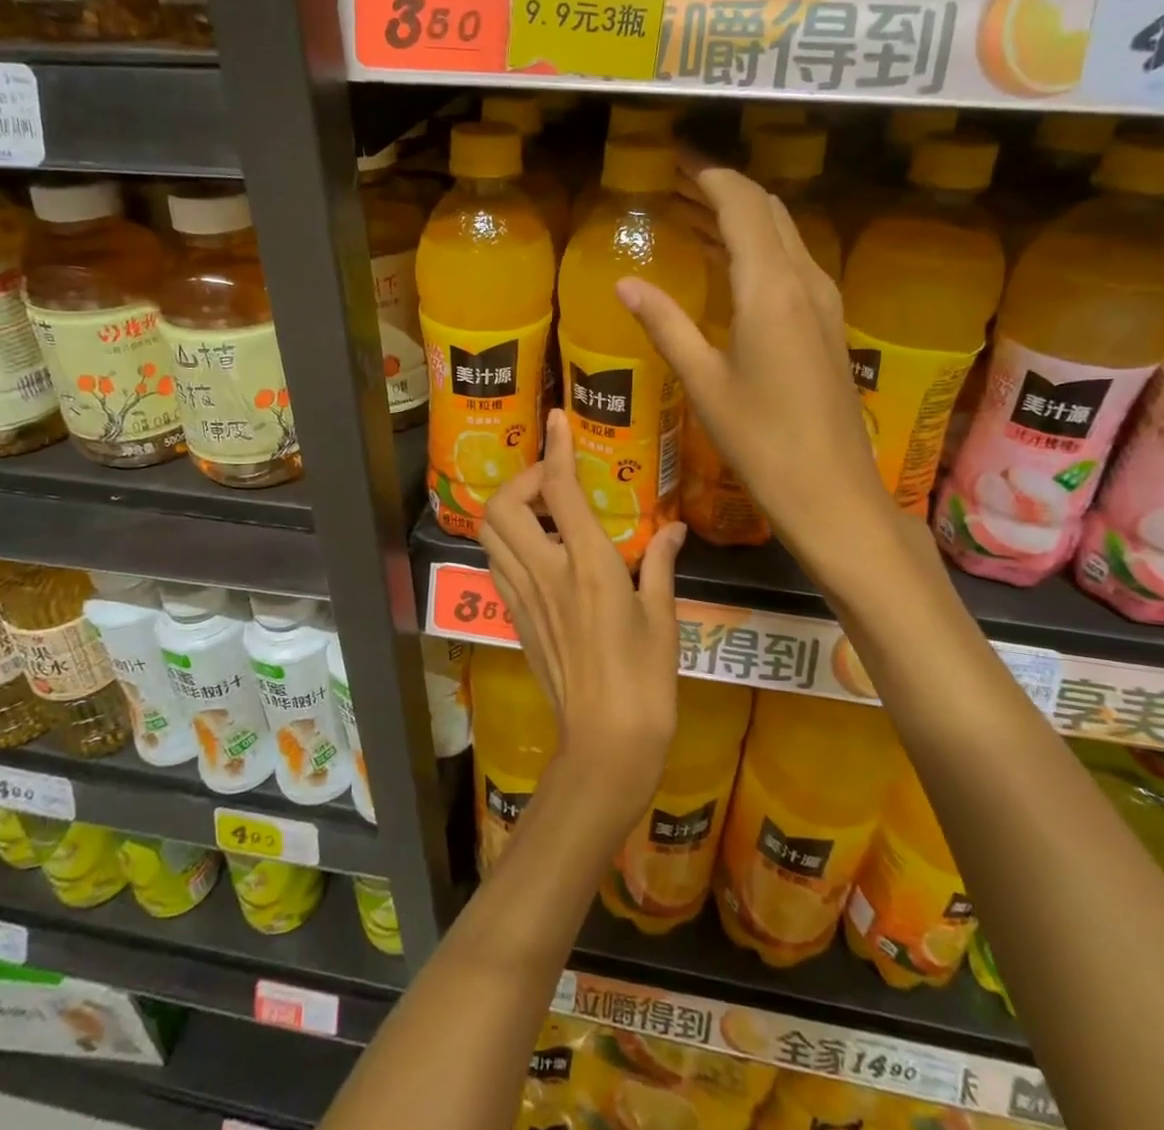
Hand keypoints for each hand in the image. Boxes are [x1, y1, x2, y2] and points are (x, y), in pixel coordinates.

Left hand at [477, 410, 685, 834]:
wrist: (604, 745)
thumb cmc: (646, 682)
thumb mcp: (664, 618)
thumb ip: (661, 562)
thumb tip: (673, 526)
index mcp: (589, 566)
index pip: (561, 490)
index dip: (557, 447)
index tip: (557, 418)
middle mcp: (546, 573)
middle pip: (503, 505)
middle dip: (522, 478)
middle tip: (555, 482)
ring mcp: (523, 597)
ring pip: (490, 532)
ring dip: (509, 508)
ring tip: (544, 510)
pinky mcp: (514, 618)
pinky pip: (496, 564)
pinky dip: (507, 541)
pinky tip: (538, 549)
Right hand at [621, 158, 892, 571]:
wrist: (831, 489)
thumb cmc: (760, 439)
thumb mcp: (704, 381)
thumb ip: (664, 324)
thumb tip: (624, 282)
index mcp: (770, 288)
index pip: (742, 204)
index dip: (709, 175)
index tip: (675, 160)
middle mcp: (804, 281)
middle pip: (766, 210)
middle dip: (722, 189)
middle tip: (675, 185)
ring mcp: (823, 301)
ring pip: (783, 234)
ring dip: (741, 217)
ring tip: (692, 215)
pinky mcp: (827, 324)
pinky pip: (791, 263)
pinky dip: (757, 247)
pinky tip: (729, 265)